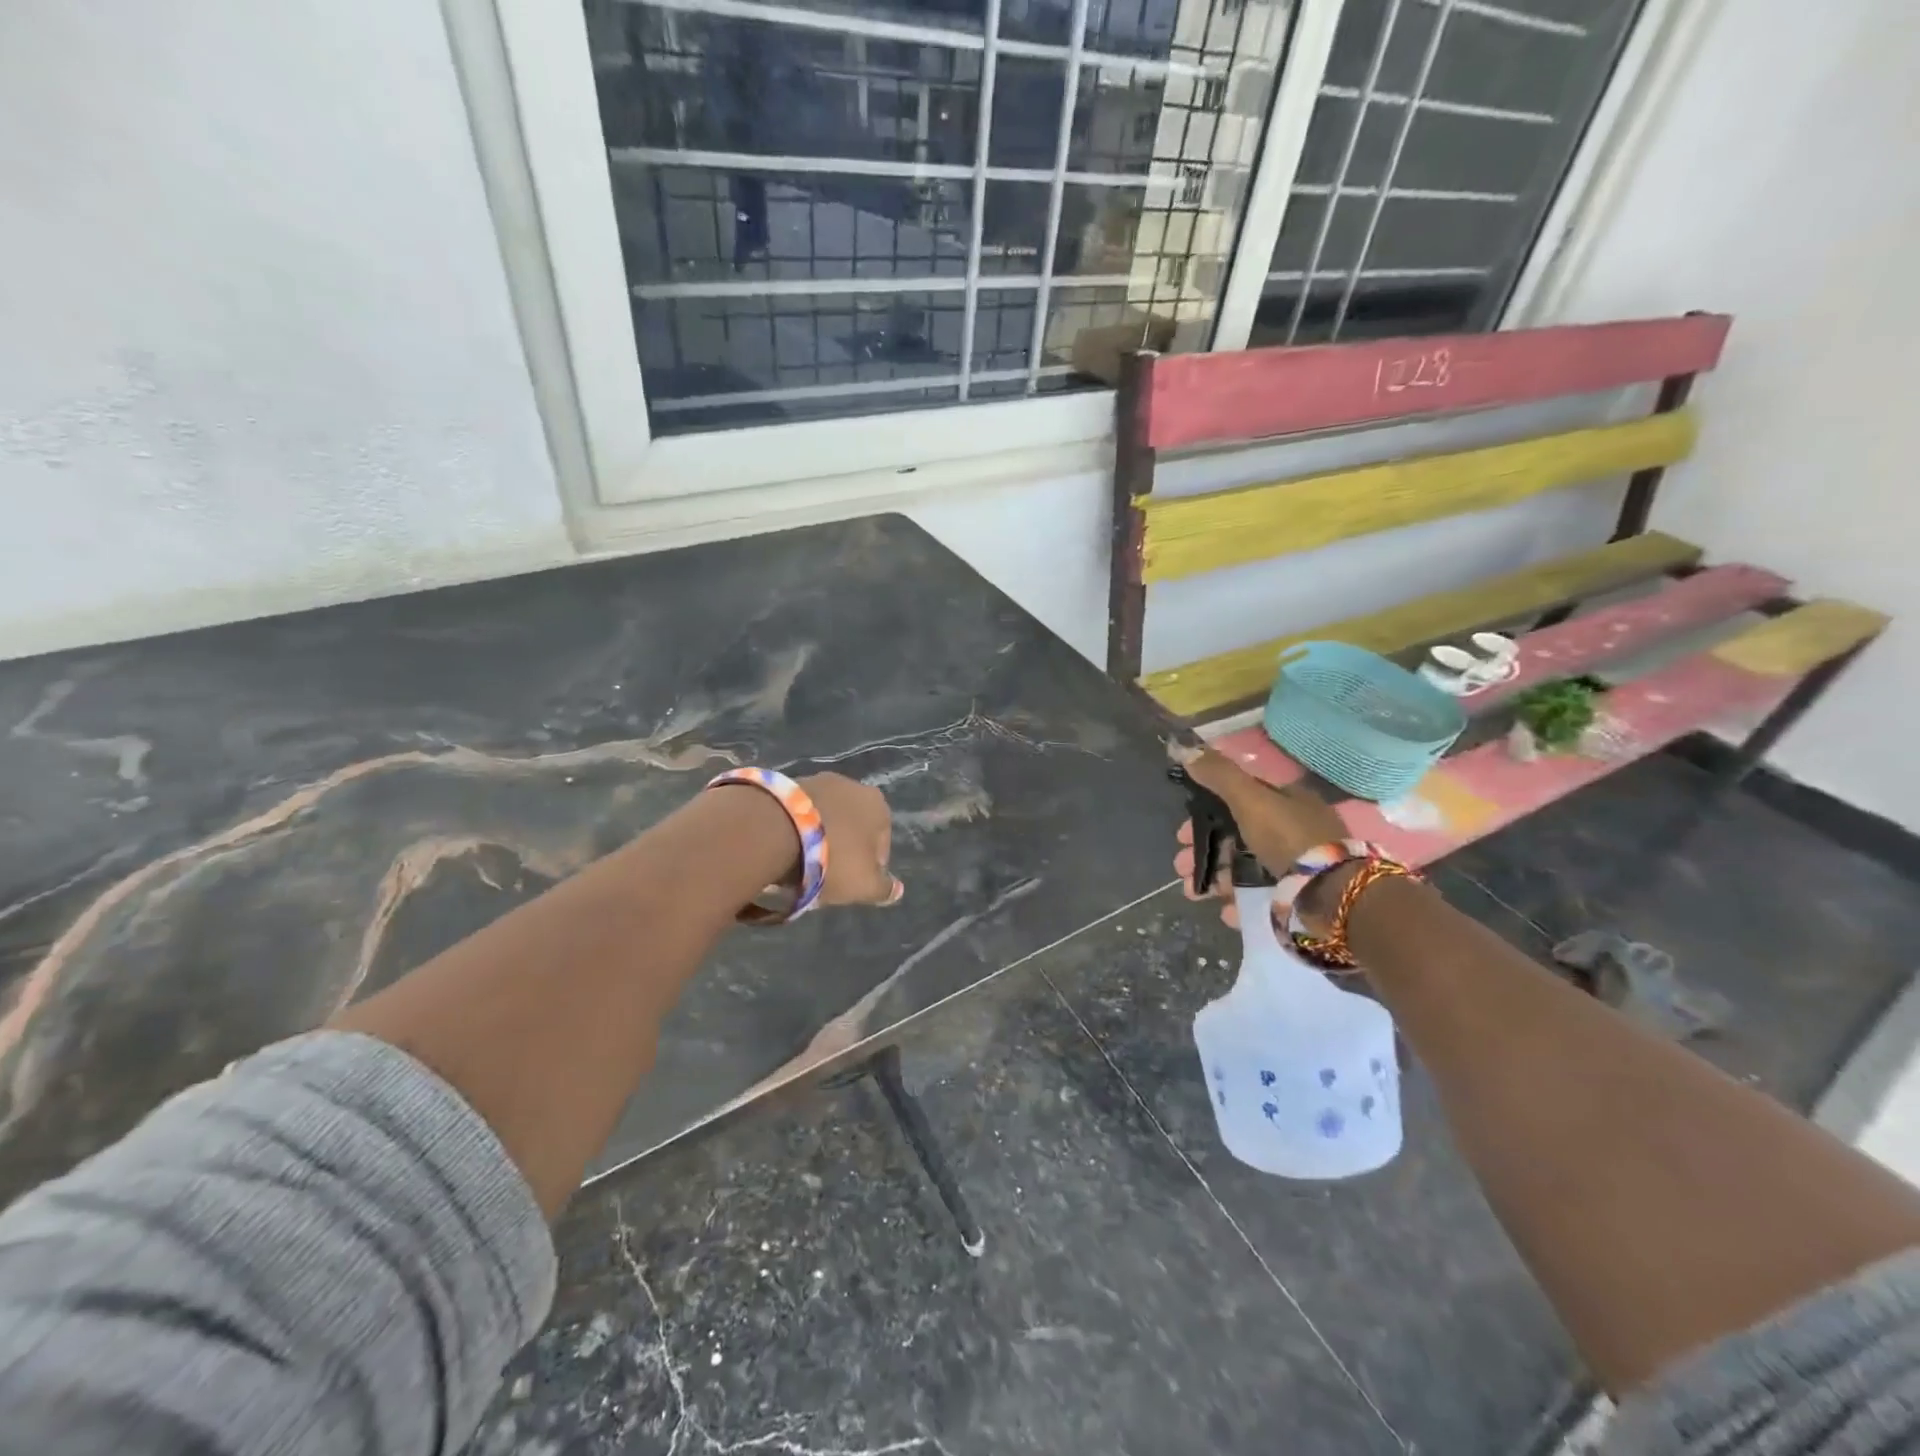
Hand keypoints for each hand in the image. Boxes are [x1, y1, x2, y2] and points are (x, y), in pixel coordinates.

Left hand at [797, 773, 904, 906]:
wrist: (774, 830)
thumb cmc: (832, 859)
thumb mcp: (864, 885)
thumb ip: (884, 889)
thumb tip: (897, 890)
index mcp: (878, 806)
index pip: (881, 844)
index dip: (869, 868)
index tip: (851, 884)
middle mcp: (853, 786)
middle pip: (853, 827)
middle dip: (843, 848)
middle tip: (826, 875)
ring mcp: (819, 780)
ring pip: (826, 817)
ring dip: (819, 837)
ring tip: (801, 863)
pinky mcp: (787, 783)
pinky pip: (800, 813)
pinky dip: (797, 828)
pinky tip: (785, 847)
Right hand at [1171, 748, 1345, 930]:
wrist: (1334, 894)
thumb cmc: (1290, 838)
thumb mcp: (1250, 799)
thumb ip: (1219, 775)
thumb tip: (1183, 746)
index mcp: (1287, 800)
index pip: (1238, 799)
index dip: (1205, 813)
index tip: (1181, 833)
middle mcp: (1293, 829)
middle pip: (1236, 836)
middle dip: (1204, 850)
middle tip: (1181, 865)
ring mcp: (1297, 864)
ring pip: (1244, 867)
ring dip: (1215, 878)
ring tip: (1194, 892)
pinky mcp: (1298, 895)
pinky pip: (1261, 895)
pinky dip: (1239, 901)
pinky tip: (1225, 910)